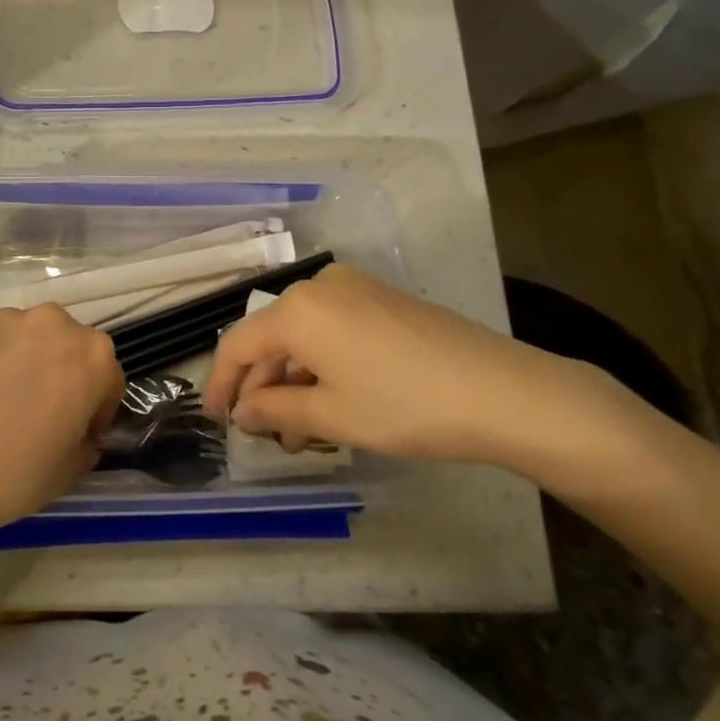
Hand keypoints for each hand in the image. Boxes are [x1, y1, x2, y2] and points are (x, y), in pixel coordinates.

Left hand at [0, 305, 123, 547]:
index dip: (97, 411)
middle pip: (69, 347)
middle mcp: (51, 323)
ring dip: (24, 362)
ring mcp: (2, 319)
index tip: (79, 435)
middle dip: (63, 375)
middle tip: (41, 414)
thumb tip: (77, 430)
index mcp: (91, 355)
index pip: (109, 379)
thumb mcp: (69, 470)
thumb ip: (86, 441)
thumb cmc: (11, 475)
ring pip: (26, 339)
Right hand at [204, 264, 622, 474]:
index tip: (216, 420)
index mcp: (297, 310)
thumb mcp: (333, 416)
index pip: (238, 344)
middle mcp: (319, 287)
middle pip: (271, 337)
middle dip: (262, 387)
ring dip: (293, 380)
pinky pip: (332, 328)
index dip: (221, 384)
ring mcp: (354, 288)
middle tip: (263, 434)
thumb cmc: (406, 406)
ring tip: (299, 431)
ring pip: (303, 335)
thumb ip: (275, 410)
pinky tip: (329, 401)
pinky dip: (321, 364)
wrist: (503, 391)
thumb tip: (242, 411)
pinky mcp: (382, 298)